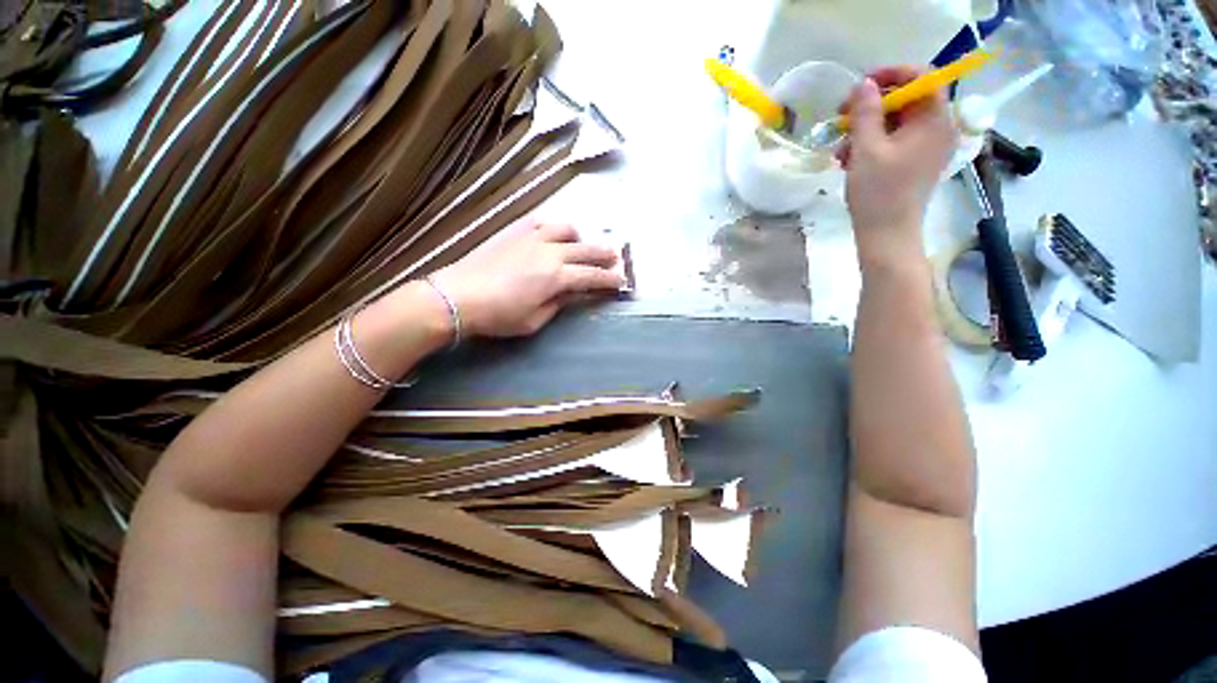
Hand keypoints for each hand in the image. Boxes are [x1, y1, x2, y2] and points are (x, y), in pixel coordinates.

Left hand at [429, 217, 623, 337]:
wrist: (457, 296)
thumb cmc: (498, 315)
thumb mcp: (535, 319)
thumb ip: (559, 303)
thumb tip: (573, 293)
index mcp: (556, 277)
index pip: (592, 276)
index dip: (609, 280)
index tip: (622, 281)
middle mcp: (550, 252)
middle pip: (586, 249)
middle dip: (605, 254)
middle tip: (617, 259)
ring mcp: (531, 237)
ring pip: (566, 229)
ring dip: (580, 238)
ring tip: (582, 247)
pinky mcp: (514, 231)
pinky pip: (541, 222)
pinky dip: (554, 227)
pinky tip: (554, 235)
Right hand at [839, 67, 957, 262]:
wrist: (886, 234)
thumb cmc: (878, 192)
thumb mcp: (866, 149)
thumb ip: (865, 112)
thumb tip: (863, 85)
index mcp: (935, 120)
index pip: (921, 77)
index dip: (891, 74)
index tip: (861, 86)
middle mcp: (938, 128)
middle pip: (907, 100)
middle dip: (873, 105)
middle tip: (843, 117)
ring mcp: (928, 147)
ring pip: (897, 122)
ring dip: (866, 129)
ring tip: (841, 149)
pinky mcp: (916, 162)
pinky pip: (896, 141)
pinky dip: (872, 144)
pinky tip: (850, 159)